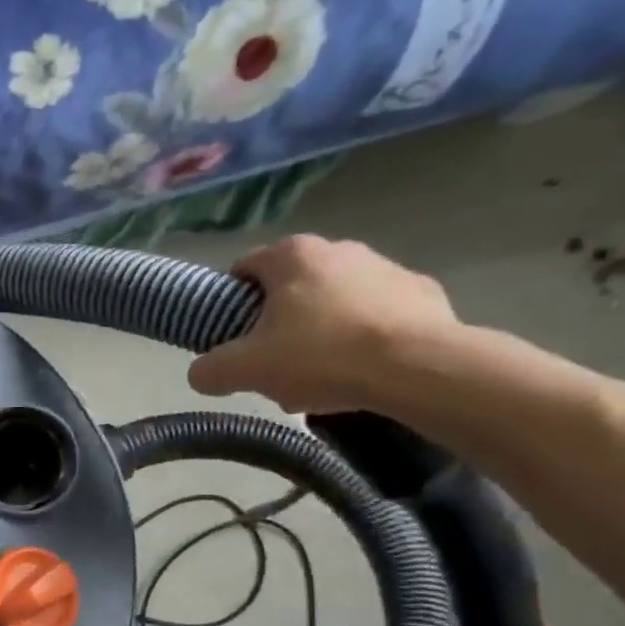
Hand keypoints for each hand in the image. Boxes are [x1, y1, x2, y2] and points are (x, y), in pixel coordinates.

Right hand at [187, 235, 460, 413]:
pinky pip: (377, 314)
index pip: (244, 267)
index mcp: (292, 257)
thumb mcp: (246, 370)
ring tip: (321, 377)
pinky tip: (362, 371)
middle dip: (277, 321)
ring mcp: (386, 267)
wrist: (419, 369)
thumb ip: (210, 370)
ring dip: (320, 330)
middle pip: (290, 286)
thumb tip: (201, 373)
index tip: (235, 337)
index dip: (232, 302)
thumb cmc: (321, 357)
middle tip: (275, 363)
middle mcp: (339, 249)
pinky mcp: (423, 293)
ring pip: (334, 299)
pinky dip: (364, 337)